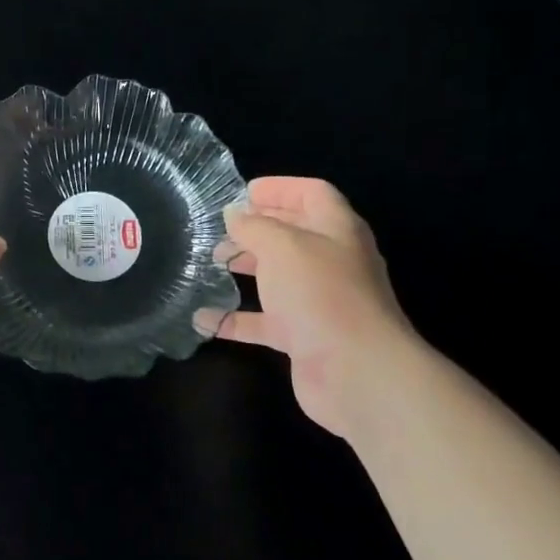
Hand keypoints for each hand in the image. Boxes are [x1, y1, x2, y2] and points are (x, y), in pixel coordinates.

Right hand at [196, 177, 423, 438]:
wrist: (357, 372)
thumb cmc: (320, 293)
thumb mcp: (282, 246)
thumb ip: (253, 226)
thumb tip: (234, 214)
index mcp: (337, 229)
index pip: (312, 194)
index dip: (280, 188)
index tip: (242, 193)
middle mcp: (331, 262)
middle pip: (294, 234)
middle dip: (256, 229)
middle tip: (219, 231)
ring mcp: (319, 301)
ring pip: (279, 277)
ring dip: (246, 268)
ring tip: (210, 263)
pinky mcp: (305, 337)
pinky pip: (265, 322)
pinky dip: (235, 319)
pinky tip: (202, 319)